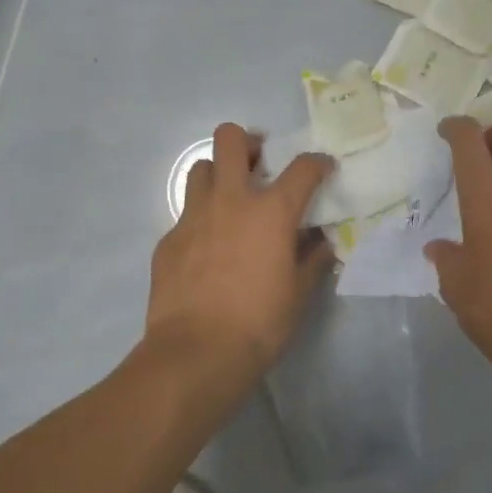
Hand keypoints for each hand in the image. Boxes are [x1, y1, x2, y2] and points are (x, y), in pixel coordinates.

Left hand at [147, 123, 334, 379]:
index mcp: (271, 211)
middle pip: (230, 140)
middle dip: (247, 142)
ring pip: (200, 170)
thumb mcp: (299, 293)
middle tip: (258, 163)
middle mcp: (231, 201)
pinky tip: (208, 249)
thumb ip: (312, 259)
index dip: (317, 163)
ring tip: (230, 201)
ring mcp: (193, 217)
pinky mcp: (168, 240)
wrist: (197, 352)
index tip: (322, 169)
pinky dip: (202, 220)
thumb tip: (320, 241)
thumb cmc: (259, 323)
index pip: (302, 168)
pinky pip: (186, 214)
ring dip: (218, 175)